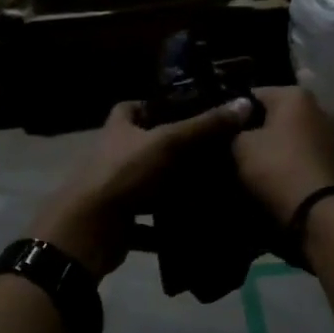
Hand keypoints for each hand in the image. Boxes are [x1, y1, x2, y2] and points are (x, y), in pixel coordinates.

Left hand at [28, 98, 251, 275]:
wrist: (88, 230)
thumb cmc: (124, 174)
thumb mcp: (168, 143)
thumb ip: (205, 125)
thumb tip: (245, 102)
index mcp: (118, 130)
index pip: (130, 108)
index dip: (153, 105)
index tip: (184, 109)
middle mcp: (112, 157)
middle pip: (143, 147)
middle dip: (171, 150)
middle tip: (210, 152)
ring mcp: (113, 191)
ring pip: (147, 185)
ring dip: (170, 189)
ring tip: (209, 188)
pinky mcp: (118, 222)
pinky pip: (146, 222)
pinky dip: (164, 227)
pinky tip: (191, 227)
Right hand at [232, 87, 333, 226]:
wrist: (317, 212)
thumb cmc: (276, 167)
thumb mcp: (240, 145)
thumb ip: (234, 129)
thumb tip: (236, 127)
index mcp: (295, 95)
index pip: (253, 95)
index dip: (233, 112)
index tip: (220, 131)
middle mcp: (318, 107)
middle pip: (275, 114)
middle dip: (256, 128)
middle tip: (233, 148)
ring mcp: (329, 134)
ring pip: (290, 134)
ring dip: (274, 145)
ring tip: (252, 164)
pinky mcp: (333, 159)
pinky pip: (302, 152)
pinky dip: (288, 159)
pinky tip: (273, 174)